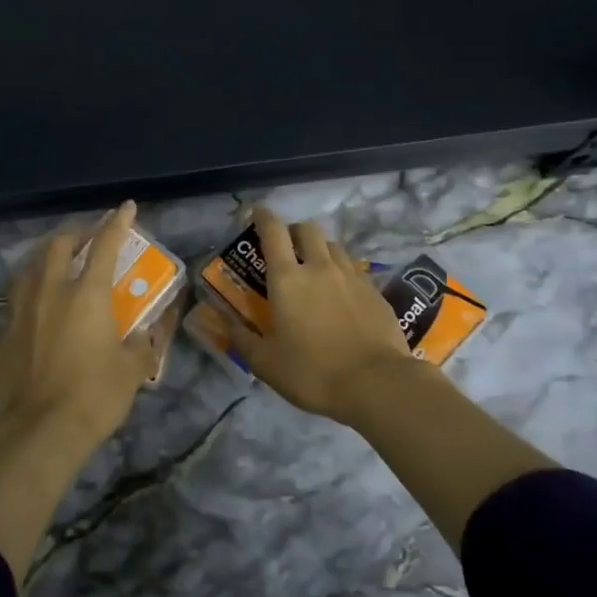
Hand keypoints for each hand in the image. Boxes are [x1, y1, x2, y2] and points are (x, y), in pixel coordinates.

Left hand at [0, 200, 162, 462]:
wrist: (38, 431)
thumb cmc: (94, 396)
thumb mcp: (133, 370)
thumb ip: (143, 343)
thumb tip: (148, 331)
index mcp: (86, 295)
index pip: (104, 246)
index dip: (116, 223)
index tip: (125, 207)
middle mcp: (49, 292)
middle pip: (57, 246)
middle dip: (75, 234)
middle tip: (88, 237)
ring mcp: (20, 312)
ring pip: (28, 268)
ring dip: (45, 258)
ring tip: (56, 263)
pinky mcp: (3, 335)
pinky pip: (16, 302)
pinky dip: (30, 294)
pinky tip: (36, 310)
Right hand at [218, 206, 424, 425]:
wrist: (376, 384)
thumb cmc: (311, 372)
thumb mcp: (264, 362)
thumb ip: (240, 337)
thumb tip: (219, 319)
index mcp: (287, 279)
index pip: (273, 232)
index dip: (263, 217)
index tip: (256, 213)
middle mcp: (320, 268)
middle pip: (307, 230)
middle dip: (294, 231)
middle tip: (286, 247)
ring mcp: (352, 277)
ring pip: (334, 246)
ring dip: (320, 249)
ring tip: (315, 269)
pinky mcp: (375, 292)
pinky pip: (354, 270)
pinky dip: (342, 272)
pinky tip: (341, 295)